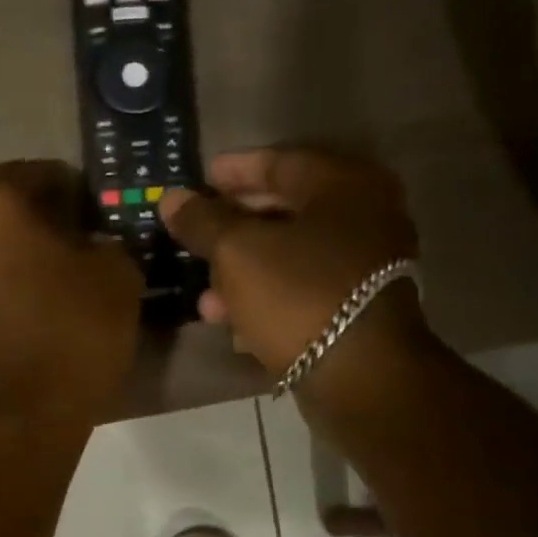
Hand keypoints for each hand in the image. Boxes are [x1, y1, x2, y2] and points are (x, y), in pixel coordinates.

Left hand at [0, 161, 142, 421]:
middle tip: (79, 243)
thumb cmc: (71, 331)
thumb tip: (95, 247)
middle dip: (40, 222)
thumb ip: (107, 243)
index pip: (32, 173)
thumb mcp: (116, 275)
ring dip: (17, 258)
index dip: (70, 187)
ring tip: (57, 282)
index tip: (95, 209)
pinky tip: (34, 313)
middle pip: (2, 214)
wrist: (20, 416)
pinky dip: (2, 292)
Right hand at [159, 147, 424, 382]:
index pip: (281, 162)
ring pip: (290, 256)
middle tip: (197, 233)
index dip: (236, 170)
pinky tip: (231, 320)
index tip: (201, 178)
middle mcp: (364, 217)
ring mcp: (365, 265)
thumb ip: (203, 221)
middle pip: (286, 210)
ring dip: (243, 271)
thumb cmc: (298, 294)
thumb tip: (173, 199)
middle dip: (234, 226)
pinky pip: (301, 290)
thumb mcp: (238, 251)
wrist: (360, 374)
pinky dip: (265, 297)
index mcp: (344, 186)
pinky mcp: (357, 308)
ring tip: (204, 295)